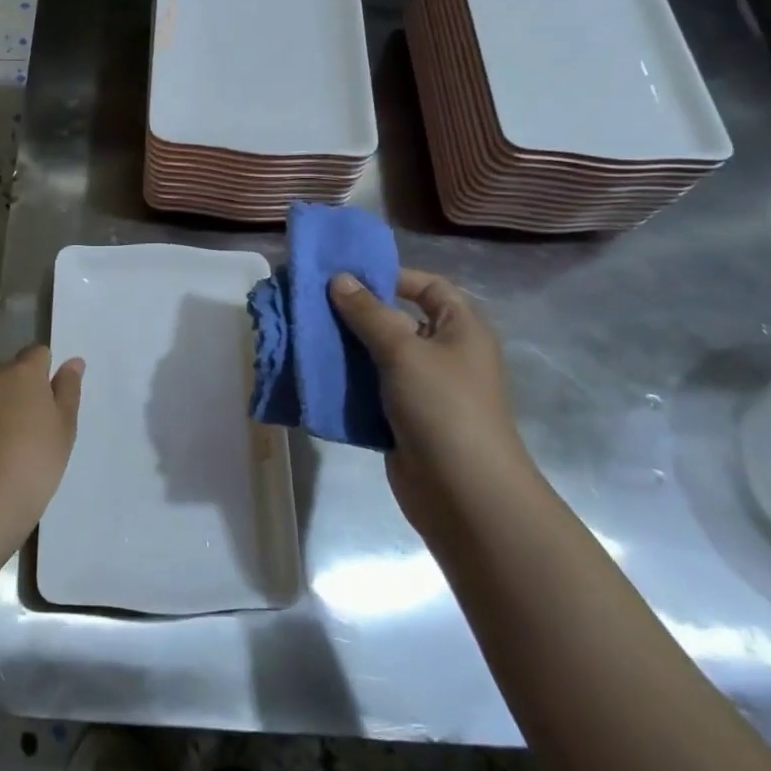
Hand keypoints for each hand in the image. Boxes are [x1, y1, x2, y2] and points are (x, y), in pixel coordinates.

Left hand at [0, 345, 83, 542]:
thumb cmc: (34, 462)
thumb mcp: (64, 429)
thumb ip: (68, 390)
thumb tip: (73, 362)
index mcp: (23, 373)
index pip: (36, 353)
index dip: (43, 372)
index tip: (48, 399)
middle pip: (6, 374)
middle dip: (15, 392)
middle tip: (27, 429)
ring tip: (0, 450)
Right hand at [328, 270, 523, 530]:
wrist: (464, 494)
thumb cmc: (443, 407)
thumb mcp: (403, 350)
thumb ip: (368, 313)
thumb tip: (339, 278)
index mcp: (461, 328)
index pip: (429, 287)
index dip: (391, 277)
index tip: (346, 277)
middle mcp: (445, 354)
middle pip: (398, 321)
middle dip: (357, 313)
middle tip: (312, 304)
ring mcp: (424, 389)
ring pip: (379, 357)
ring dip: (346, 349)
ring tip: (306, 335)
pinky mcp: (404, 419)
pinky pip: (371, 390)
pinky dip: (347, 382)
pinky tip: (315, 374)